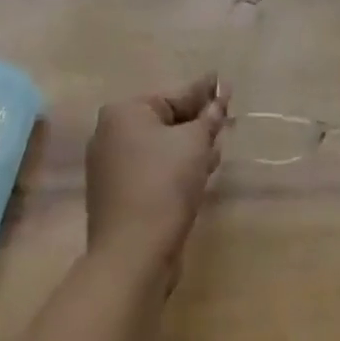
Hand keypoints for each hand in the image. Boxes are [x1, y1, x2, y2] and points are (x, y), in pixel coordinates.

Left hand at [85, 75, 226, 281]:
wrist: (132, 256)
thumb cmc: (164, 184)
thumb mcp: (195, 143)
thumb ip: (210, 116)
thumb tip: (221, 95)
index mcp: (124, 112)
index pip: (174, 95)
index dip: (205, 92)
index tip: (225, 84)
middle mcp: (111, 134)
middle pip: (166, 120)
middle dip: (198, 122)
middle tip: (227, 117)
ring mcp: (111, 168)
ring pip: (161, 147)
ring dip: (190, 147)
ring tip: (218, 146)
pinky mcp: (118, 196)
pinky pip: (153, 170)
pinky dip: (176, 168)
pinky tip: (201, 172)